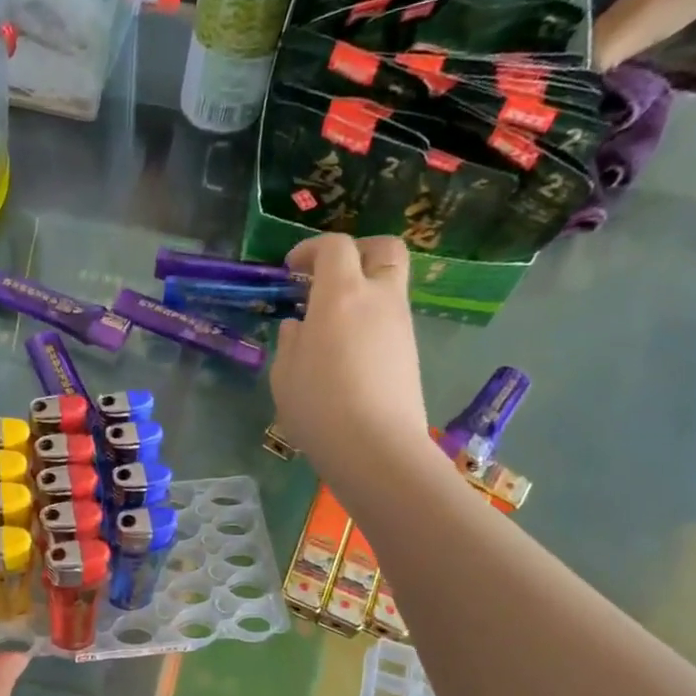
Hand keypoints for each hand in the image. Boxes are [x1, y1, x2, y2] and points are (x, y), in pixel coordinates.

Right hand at [271, 234, 431, 471]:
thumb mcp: (285, 374)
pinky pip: (391, 318)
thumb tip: (299, 325)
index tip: (292, 269)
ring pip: (390, 285)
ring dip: (364, 289)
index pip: (335, 247)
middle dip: (358, 251)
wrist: (376, 447)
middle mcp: (379, 298)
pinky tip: (346, 351)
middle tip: (331, 274)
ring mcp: (401, 325)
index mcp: (341, 295)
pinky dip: (370, 318)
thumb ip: (290, 341)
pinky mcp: (410, 351)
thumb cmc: (319, 406)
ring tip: (332, 321)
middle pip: (384, 249)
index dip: (311, 249)